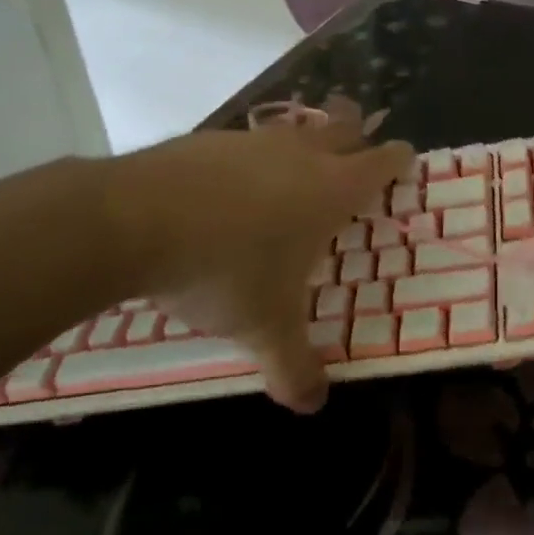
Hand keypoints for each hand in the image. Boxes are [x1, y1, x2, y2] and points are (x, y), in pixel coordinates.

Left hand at [105, 103, 410, 412]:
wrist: (131, 221)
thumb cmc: (223, 270)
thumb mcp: (263, 328)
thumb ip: (293, 367)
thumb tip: (313, 406)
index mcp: (332, 190)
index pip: (382, 161)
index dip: (397, 159)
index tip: (403, 159)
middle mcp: (301, 155)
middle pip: (344, 128)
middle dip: (355, 136)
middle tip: (354, 155)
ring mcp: (253, 141)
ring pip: (293, 132)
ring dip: (301, 147)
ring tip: (290, 176)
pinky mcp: (207, 140)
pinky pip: (244, 144)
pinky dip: (248, 161)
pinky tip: (225, 192)